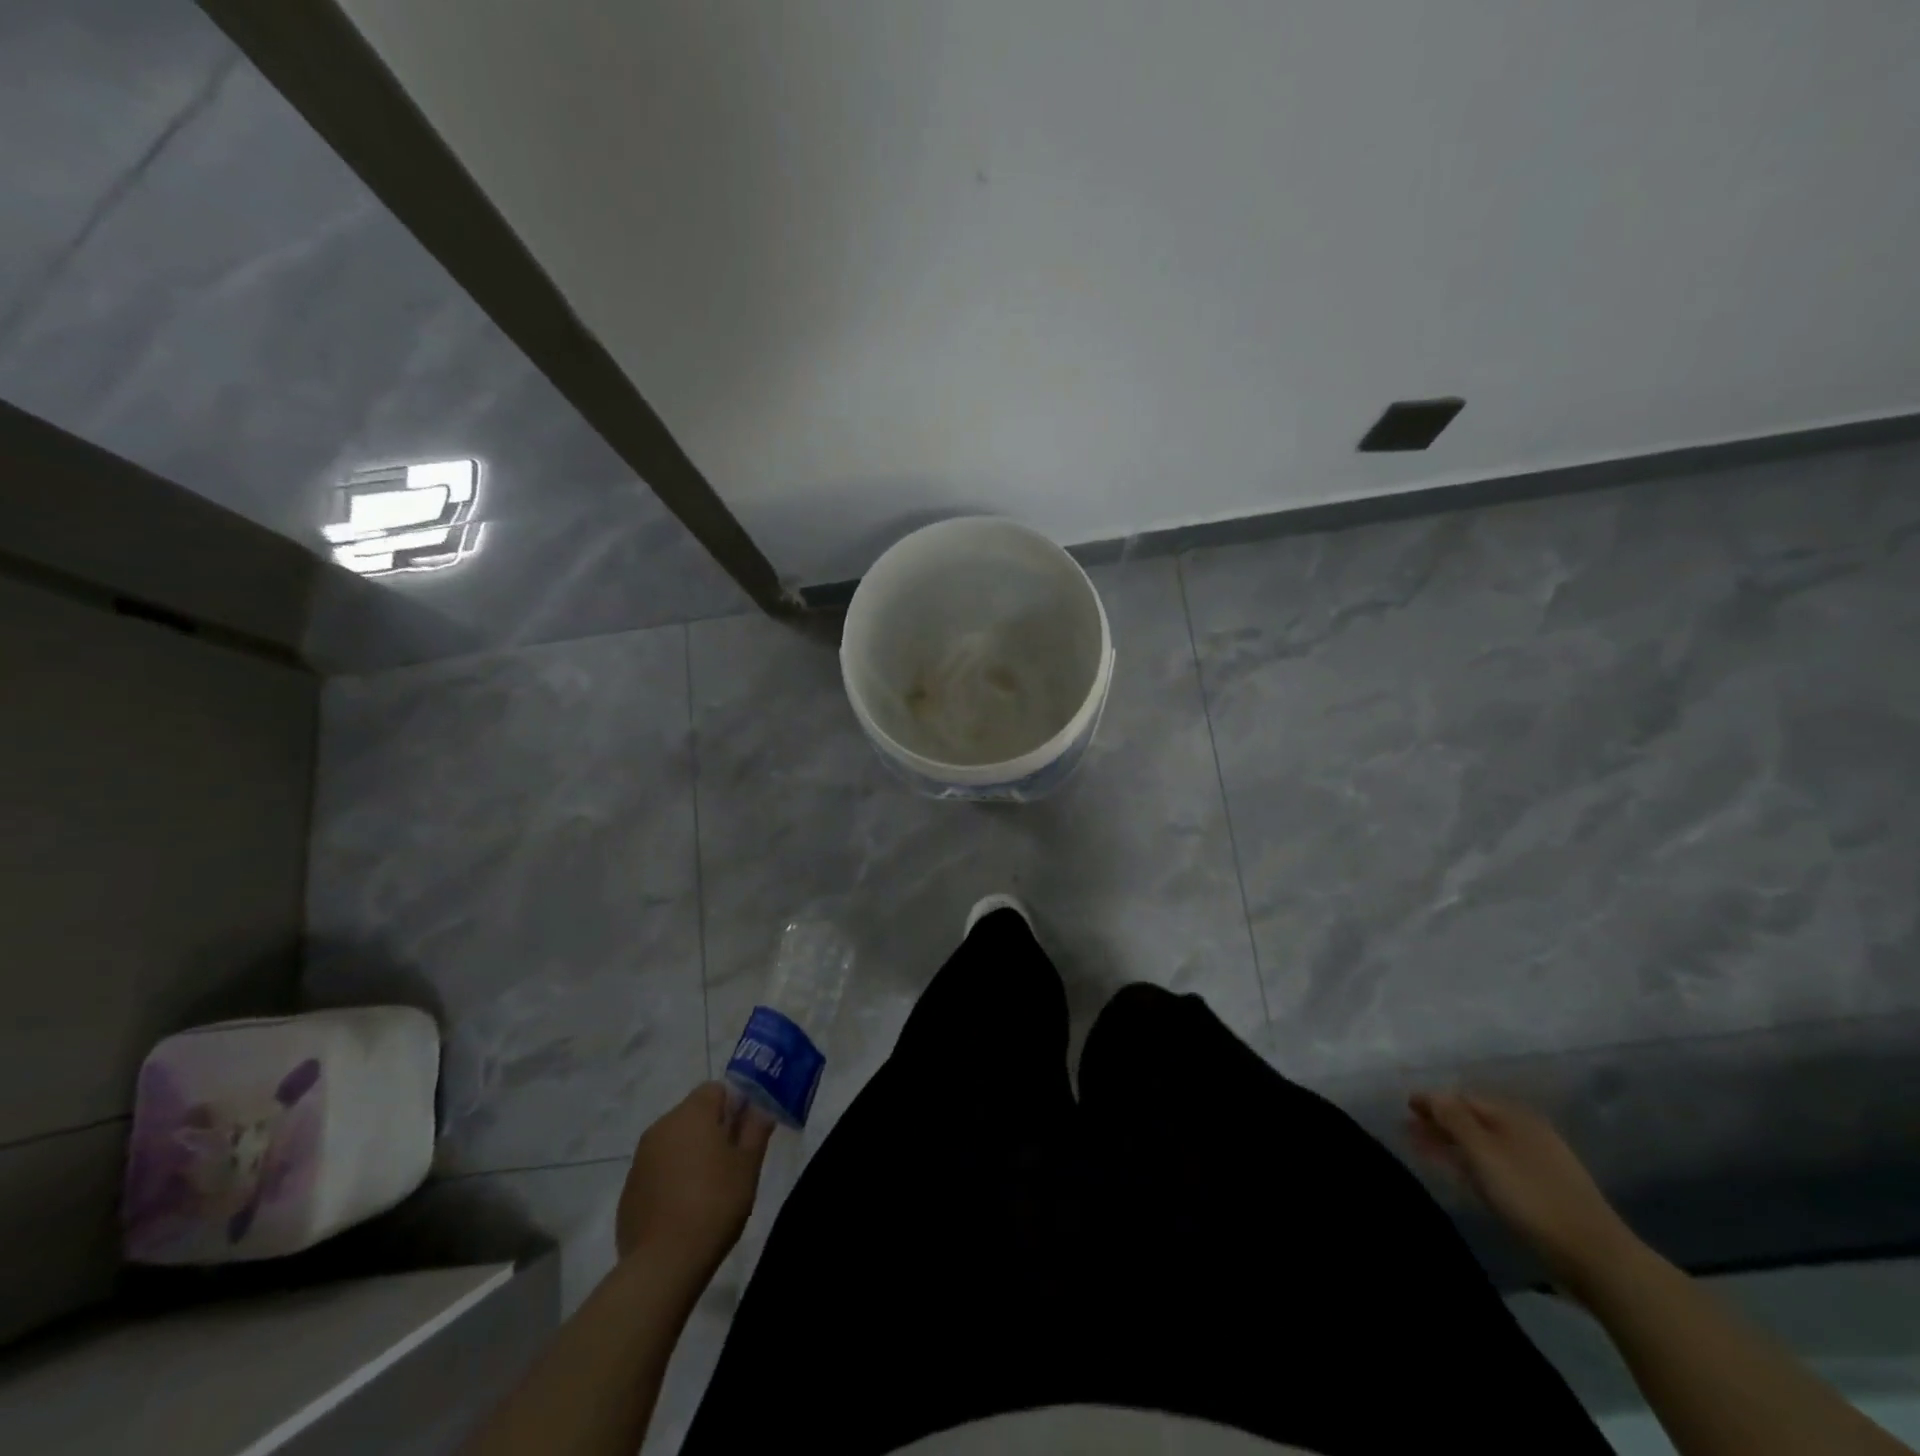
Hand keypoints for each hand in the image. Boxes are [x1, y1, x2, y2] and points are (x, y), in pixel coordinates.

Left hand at [616, 1083, 774, 1275]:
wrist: (663, 1263)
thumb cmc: (715, 1204)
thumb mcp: (748, 1165)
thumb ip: (756, 1129)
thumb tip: (760, 1108)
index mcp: (692, 1114)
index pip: (716, 1089)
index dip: (734, 1105)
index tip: (745, 1133)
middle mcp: (661, 1127)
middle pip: (693, 1114)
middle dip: (713, 1129)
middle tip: (731, 1162)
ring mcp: (640, 1159)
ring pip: (674, 1142)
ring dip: (691, 1154)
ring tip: (708, 1188)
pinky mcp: (628, 1190)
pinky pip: (657, 1170)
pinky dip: (671, 1178)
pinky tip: (684, 1208)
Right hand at [1408, 1090, 1638, 1296]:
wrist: (1596, 1257)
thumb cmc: (1531, 1197)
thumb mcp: (1484, 1153)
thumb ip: (1454, 1119)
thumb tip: (1432, 1094)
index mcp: (1514, 1117)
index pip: (1462, 1099)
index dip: (1432, 1102)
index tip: (1406, 1109)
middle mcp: (1528, 1131)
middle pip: (1474, 1120)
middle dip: (1441, 1123)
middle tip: (1410, 1131)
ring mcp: (1540, 1161)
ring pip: (1486, 1144)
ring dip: (1455, 1144)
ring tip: (1429, 1153)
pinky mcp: (1547, 1190)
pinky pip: (1499, 1164)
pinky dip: (1475, 1163)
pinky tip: (1466, 1174)